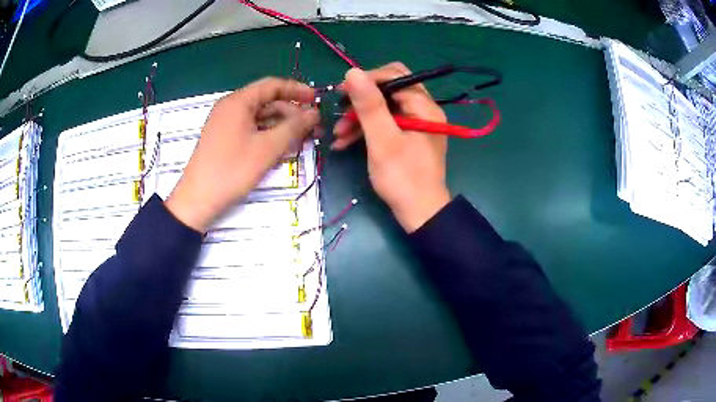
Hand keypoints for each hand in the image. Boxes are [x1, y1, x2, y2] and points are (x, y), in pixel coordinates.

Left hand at [165, 78, 318, 231]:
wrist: (198, 200)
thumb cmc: (232, 170)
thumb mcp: (267, 148)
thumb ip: (293, 127)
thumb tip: (314, 113)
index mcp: (238, 101)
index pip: (272, 85)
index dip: (297, 90)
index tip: (316, 100)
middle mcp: (231, 107)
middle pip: (267, 102)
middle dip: (292, 113)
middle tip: (313, 128)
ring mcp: (226, 123)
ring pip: (260, 117)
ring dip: (282, 126)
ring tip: (303, 139)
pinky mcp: (225, 139)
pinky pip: (251, 129)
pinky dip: (268, 135)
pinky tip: (283, 146)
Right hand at [332, 63, 450, 232]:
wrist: (419, 214)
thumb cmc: (402, 178)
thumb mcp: (382, 140)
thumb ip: (369, 105)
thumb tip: (352, 72)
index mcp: (424, 106)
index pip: (395, 76)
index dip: (367, 80)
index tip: (342, 92)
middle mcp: (423, 110)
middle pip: (389, 90)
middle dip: (362, 100)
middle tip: (340, 110)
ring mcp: (416, 123)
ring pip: (384, 108)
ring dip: (360, 117)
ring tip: (337, 134)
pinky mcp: (409, 137)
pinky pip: (386, 124)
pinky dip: (367, 130)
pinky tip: (344, 142)